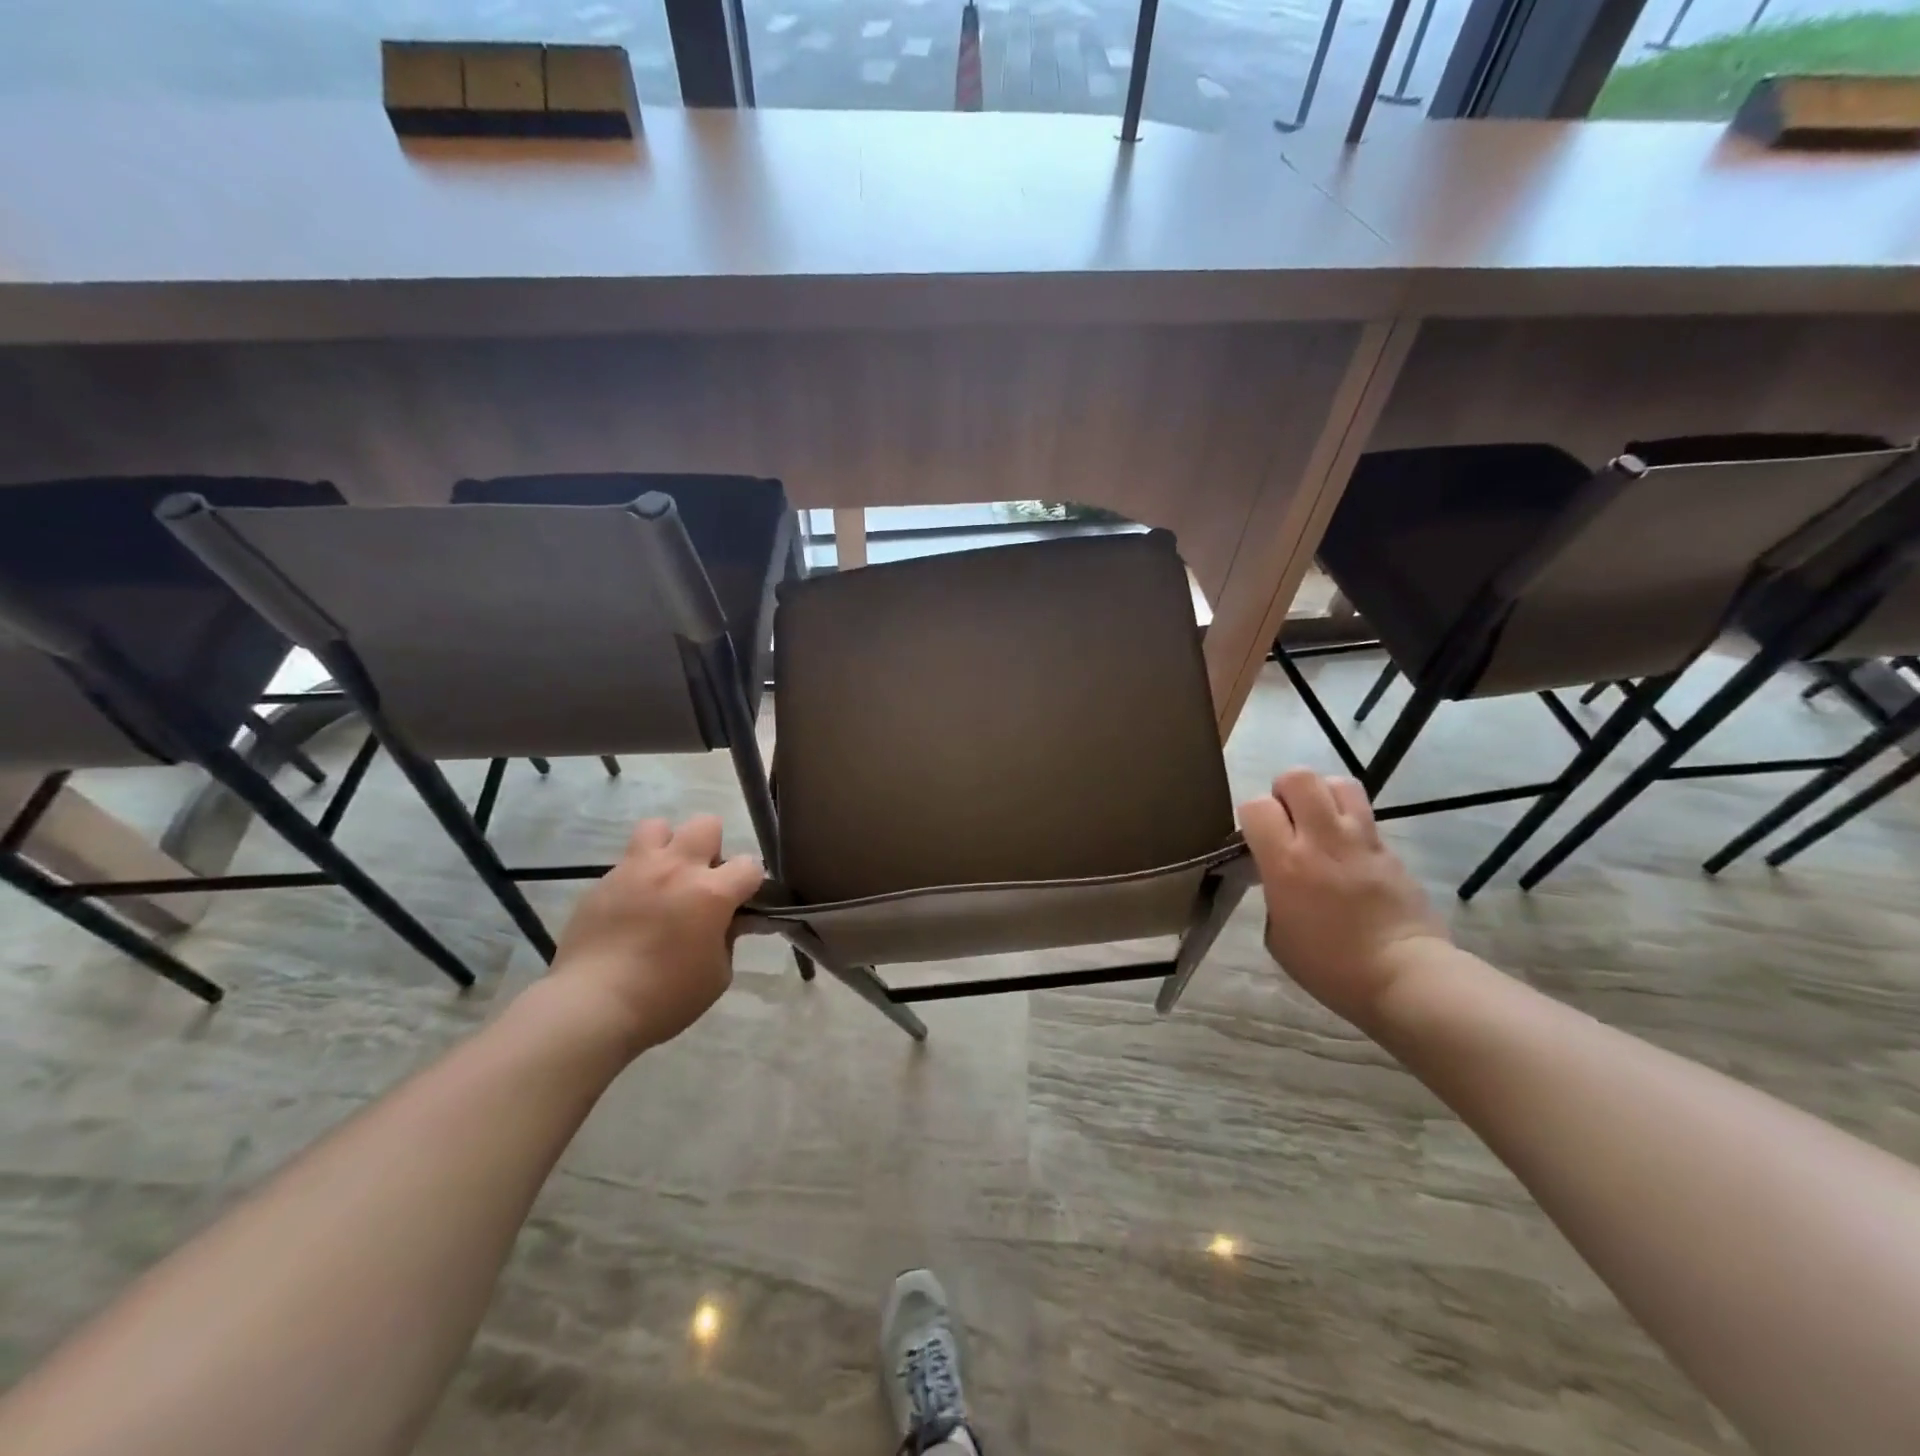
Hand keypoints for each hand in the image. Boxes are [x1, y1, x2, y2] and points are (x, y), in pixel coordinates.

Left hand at [548, 815, 763, 1053]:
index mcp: (711, 892)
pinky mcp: (602, 882)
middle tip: (702, 882)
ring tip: (664, 878)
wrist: (591, 1006)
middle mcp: (676, 869)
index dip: (749, 883)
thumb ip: (727, 939)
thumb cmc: (665, 998)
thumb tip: (725, 922)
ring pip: (658, 826)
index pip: (749, 865)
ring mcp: (635, 870)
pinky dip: (636, 878)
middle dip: (711, 849)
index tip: (740, 903)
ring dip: (668, 847)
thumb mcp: (717, 976)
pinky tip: (630, 909)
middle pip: (705, 824)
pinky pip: (626, 863)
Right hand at [1240, 769, 1448, 1030]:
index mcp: (1286, 862)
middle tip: (1286, 819)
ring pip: (1338, 783)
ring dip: (1322, 795)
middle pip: (1299, 777)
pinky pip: (1364, 816)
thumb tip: (1276, 877)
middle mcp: (1322, 839)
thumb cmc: (1331, 967)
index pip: (1256, 805)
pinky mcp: (1390, 849)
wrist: (1405, 976)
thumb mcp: (1278, 935)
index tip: (1255, 838)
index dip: (1251, 816)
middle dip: (1285, 791)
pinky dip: (1349, 822)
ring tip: (1318, 821)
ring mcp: (1361, 840)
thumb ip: (1272, 893)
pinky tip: (1347, 852)